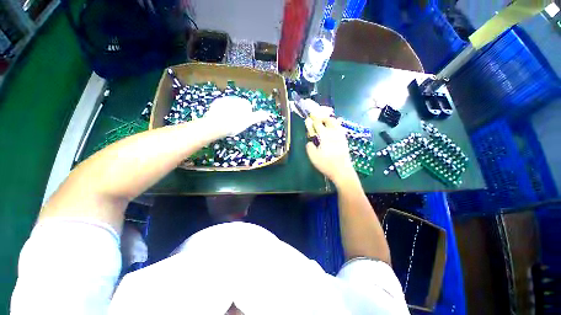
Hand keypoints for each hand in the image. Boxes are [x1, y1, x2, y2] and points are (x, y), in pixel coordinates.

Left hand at [204, 96, 270, 137]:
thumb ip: (258, 117)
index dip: (247, 114)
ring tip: (229, 122)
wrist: (217, 125)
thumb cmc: (235, 123)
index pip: (248, 106)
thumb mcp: (249, 121)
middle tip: (237, 123)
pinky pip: (221, 107)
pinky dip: (222, 111)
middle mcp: (234, 98)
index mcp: (243, 103)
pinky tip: (222, 119)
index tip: (244, 122)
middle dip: (239, 112)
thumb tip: (268, 114)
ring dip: (230, 111)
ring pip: (230, 106)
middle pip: (239, 105)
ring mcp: (224, 100)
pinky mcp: (215, 103)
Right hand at [305, 116, 357, 186]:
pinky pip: (340, 129)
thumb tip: (310, 142)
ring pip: (337, 123)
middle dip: (323, 117)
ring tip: (326, 123)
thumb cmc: (326, 164)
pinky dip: (336, 126)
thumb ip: (309, 147)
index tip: (310, 118)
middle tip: (318, 119)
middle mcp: (334, 133)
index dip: (314, 120)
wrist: (342, 171)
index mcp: (325, 135)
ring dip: (331, 121)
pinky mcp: (345, 141)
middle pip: (330, 120)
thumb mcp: (313, 157)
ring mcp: (341, 137)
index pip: (318, 124)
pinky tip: (334, 131)